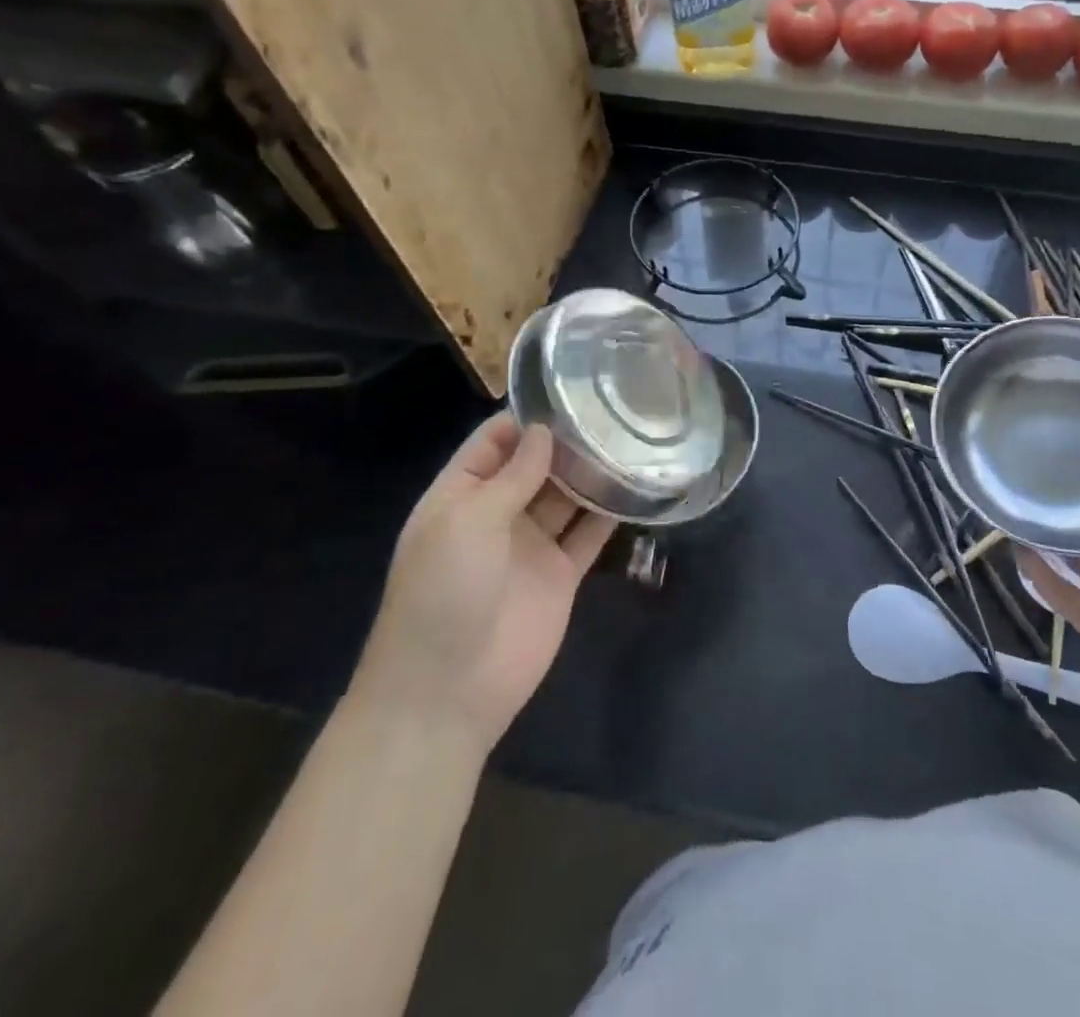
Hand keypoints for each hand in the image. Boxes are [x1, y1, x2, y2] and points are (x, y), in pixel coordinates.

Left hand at [354, 413, 614, 751]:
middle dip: (566, 441)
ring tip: (629, 437)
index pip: (494, 442)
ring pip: (566, 496)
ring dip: (590, 472)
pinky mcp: (561, 575)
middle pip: (535, 465)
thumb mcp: (467, 520)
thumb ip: (511, 475)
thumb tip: (543, 431)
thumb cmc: (443, 591)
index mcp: (461, 495)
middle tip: (613, 407)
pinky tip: (635, 486)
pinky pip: (588, 535)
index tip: (570, 389)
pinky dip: (609, 513)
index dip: (526, 417)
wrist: (448, 690)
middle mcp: (497, 514)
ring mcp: (531, 545)